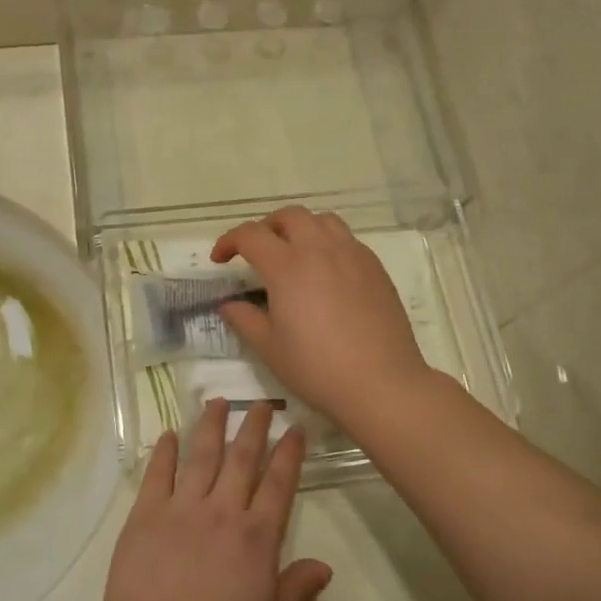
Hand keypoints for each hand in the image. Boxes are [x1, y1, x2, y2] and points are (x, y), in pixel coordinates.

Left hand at [94, 402, 330, 600]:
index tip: (295, 427)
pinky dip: (165, 451)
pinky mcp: (146, 512)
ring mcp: (182, 507)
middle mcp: (222, 511)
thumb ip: (296, 591)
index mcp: (256, 537)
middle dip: (253, 427)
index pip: (279, 485)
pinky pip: (158, 473)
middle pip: (242, 459)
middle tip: (261, 402)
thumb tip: (325, 566)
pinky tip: (169, 433)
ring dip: (211, 426)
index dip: (289, 454)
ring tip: (217, 401)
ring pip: (201, 456)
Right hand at [211, 207, 433, 427]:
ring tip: (294, 254)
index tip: (220, 260)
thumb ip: (245, 319)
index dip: (229, 242)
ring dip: (301, 229)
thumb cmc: (317, 368)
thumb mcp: (270, 348)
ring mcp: (352, 255)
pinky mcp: (375, 268)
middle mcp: (320, 250)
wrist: (381, 384)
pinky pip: (347, 240)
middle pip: (289, 216)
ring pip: (322, 221)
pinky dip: (328, 244)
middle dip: (266, 227)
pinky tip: (326, 273)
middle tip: (257, 252)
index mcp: (287, 266)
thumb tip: (228, 305)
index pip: (250, 235)